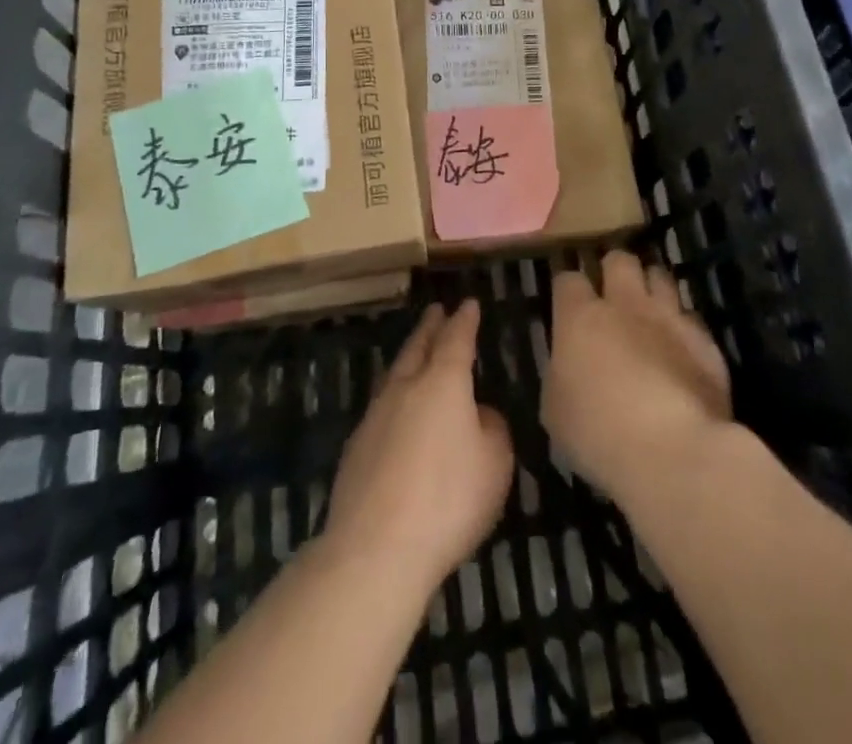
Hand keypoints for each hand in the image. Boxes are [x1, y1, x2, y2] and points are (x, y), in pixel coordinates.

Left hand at [323, 299, 514, 600]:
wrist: (376, 547)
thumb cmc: (448, 500)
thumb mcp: (495, 465)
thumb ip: (492, 430)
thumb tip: (479, 414)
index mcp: (443, 382)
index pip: (456, 339)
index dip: (464, 320)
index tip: (469, 303)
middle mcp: (406, 387)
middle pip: (418, 347)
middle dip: (430, 327)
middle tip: (437, 311)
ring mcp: (375, 415)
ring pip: (395, 373)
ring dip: (408, 357)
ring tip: (415, 351)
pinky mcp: (356, 447)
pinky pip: (381, 407)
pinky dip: (394, 396)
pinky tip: (396, 410)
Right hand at [542, 251, 731, 504]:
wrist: (674, 452)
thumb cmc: (599, 434)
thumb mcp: (556, 410)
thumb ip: (560, 375)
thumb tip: (568, 366)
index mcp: (580, 317)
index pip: (568, 278)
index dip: (568, 286)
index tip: (567, 301)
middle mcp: (625, 304)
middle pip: (620, 260)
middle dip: (614, 269)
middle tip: (612, 293)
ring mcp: (669, 317)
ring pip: (660, 275)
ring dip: (652, 287)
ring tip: (649, 308)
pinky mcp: (705, 340)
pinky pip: (691, 316)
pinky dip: (683, 325)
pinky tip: (680, 346)